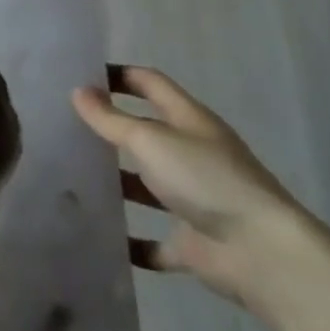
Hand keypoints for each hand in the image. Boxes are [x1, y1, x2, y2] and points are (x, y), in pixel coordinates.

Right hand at [73, 65, 322, 316]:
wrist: (264, 255)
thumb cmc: (205, 179)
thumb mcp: (150, 139)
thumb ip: (111, 119)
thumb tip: (78, 91)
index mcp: (189, 120)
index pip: (150, 84)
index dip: (118, 75)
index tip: (80, 75)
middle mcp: (192, 154)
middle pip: (147, 133)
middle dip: (111, 129)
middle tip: (65, 126)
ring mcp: (195, 200)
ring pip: (148, 185)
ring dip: (117, 183)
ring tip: (72, 178)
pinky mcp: (193, 242)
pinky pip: (155, 241)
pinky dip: (132, 241)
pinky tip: (101, 237)